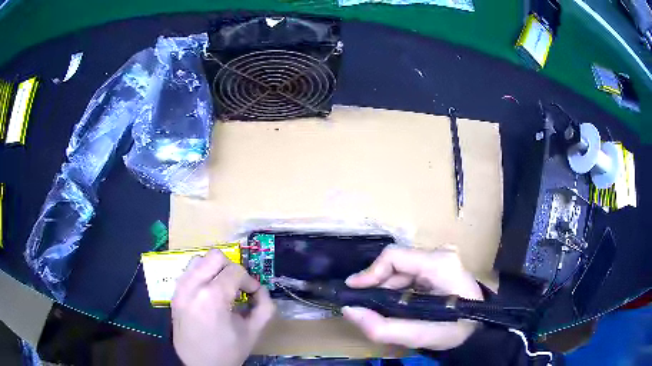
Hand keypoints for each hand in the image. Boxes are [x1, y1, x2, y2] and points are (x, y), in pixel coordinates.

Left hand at [172, 249, 274, 365]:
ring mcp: (179, 289)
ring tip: (221, 289)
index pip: (235, 270)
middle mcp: (192, 287)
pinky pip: (188, 272)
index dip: (249, 280)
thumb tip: (260, 289)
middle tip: (237, 287)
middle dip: (231, 268)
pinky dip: (201, 276)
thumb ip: (265, 306)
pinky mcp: (174, 294)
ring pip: (199, 259)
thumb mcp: (254, 331)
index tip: (253, 294)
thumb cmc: (228, 351)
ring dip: (214, 270)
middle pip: (215, 256)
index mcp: (213, 298)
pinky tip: (208, 294)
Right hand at [342, 245, 482, 350]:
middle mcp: (440, 254)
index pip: (394, 256)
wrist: (480, 327)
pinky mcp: (439, 265)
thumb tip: (349, 310)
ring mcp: (441, 258)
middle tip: (365, 306)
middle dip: (377, 284)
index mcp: (439, 264)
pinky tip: (395, 304)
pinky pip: (409, 272)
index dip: (370, 272)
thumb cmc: (456, 330)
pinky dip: (396, 288)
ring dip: (385, 288)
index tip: (353, 290)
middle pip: (396, 262)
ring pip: (401, 268)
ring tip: (379, 308)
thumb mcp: (419, 336)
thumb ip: (382, 327)